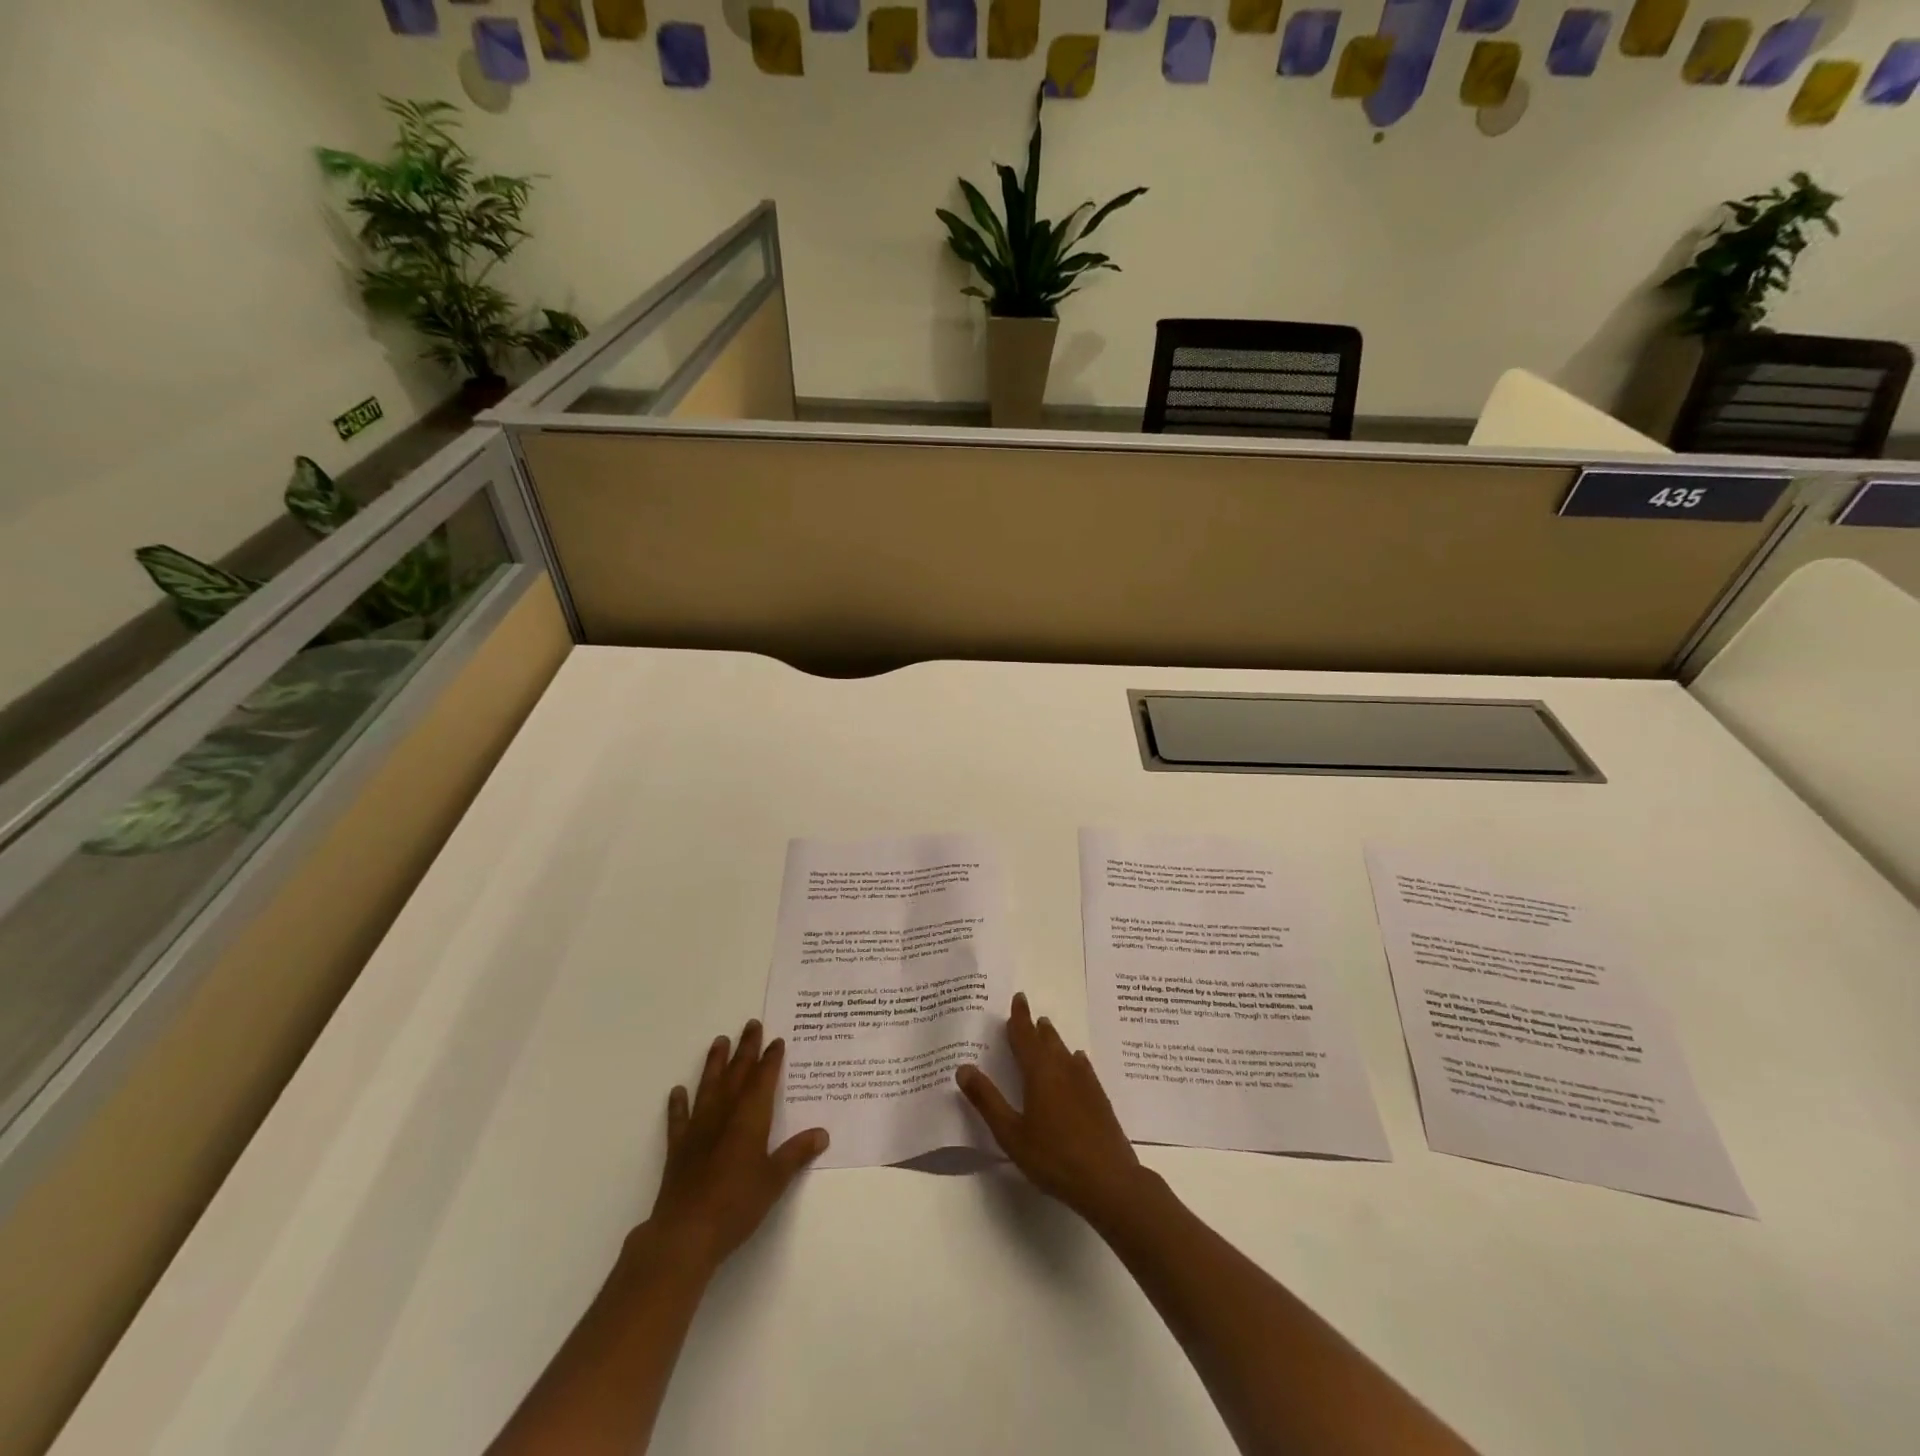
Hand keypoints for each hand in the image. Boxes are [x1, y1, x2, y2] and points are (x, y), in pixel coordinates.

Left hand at [644, 1020, 828, 1275]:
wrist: (685, 1233)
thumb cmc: (737, 1204)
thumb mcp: (775, 1181)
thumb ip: (796, 1154)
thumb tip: (822, 1133)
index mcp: (750, 1119)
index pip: (763, 1080)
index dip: (771, 1059)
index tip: (777, 1040)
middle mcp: (724, 1115)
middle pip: (737, 1074)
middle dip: (746, 1049)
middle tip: (751, 1024)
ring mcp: (698, 1129)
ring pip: (709, 1086)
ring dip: (715, 1063)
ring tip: (719, 1041)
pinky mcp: (679, 1148)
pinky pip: (679, 1118)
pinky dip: (678, 1104)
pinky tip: (677, 1091)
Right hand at [955, 993, 1147, 1229]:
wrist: (1108, 1180)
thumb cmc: (1053, 1156)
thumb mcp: (1011, 1133)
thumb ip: (987, 1100)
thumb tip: (963, 1067)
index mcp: (1039, 1072)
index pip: (1025, 1036)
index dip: (1019, 1017)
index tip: (1018, 998)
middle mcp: (1063, 1069)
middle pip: (1047, 1040)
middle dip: (1035, 1026)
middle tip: (1028, 1014)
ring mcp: (1085, 1082)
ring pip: (1065, 1051)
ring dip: (1053, 1039)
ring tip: (1047, 1030)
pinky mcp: (1099, 1098)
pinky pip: (1082, 1067)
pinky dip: (1074, 1059)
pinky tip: (1077, 1061)